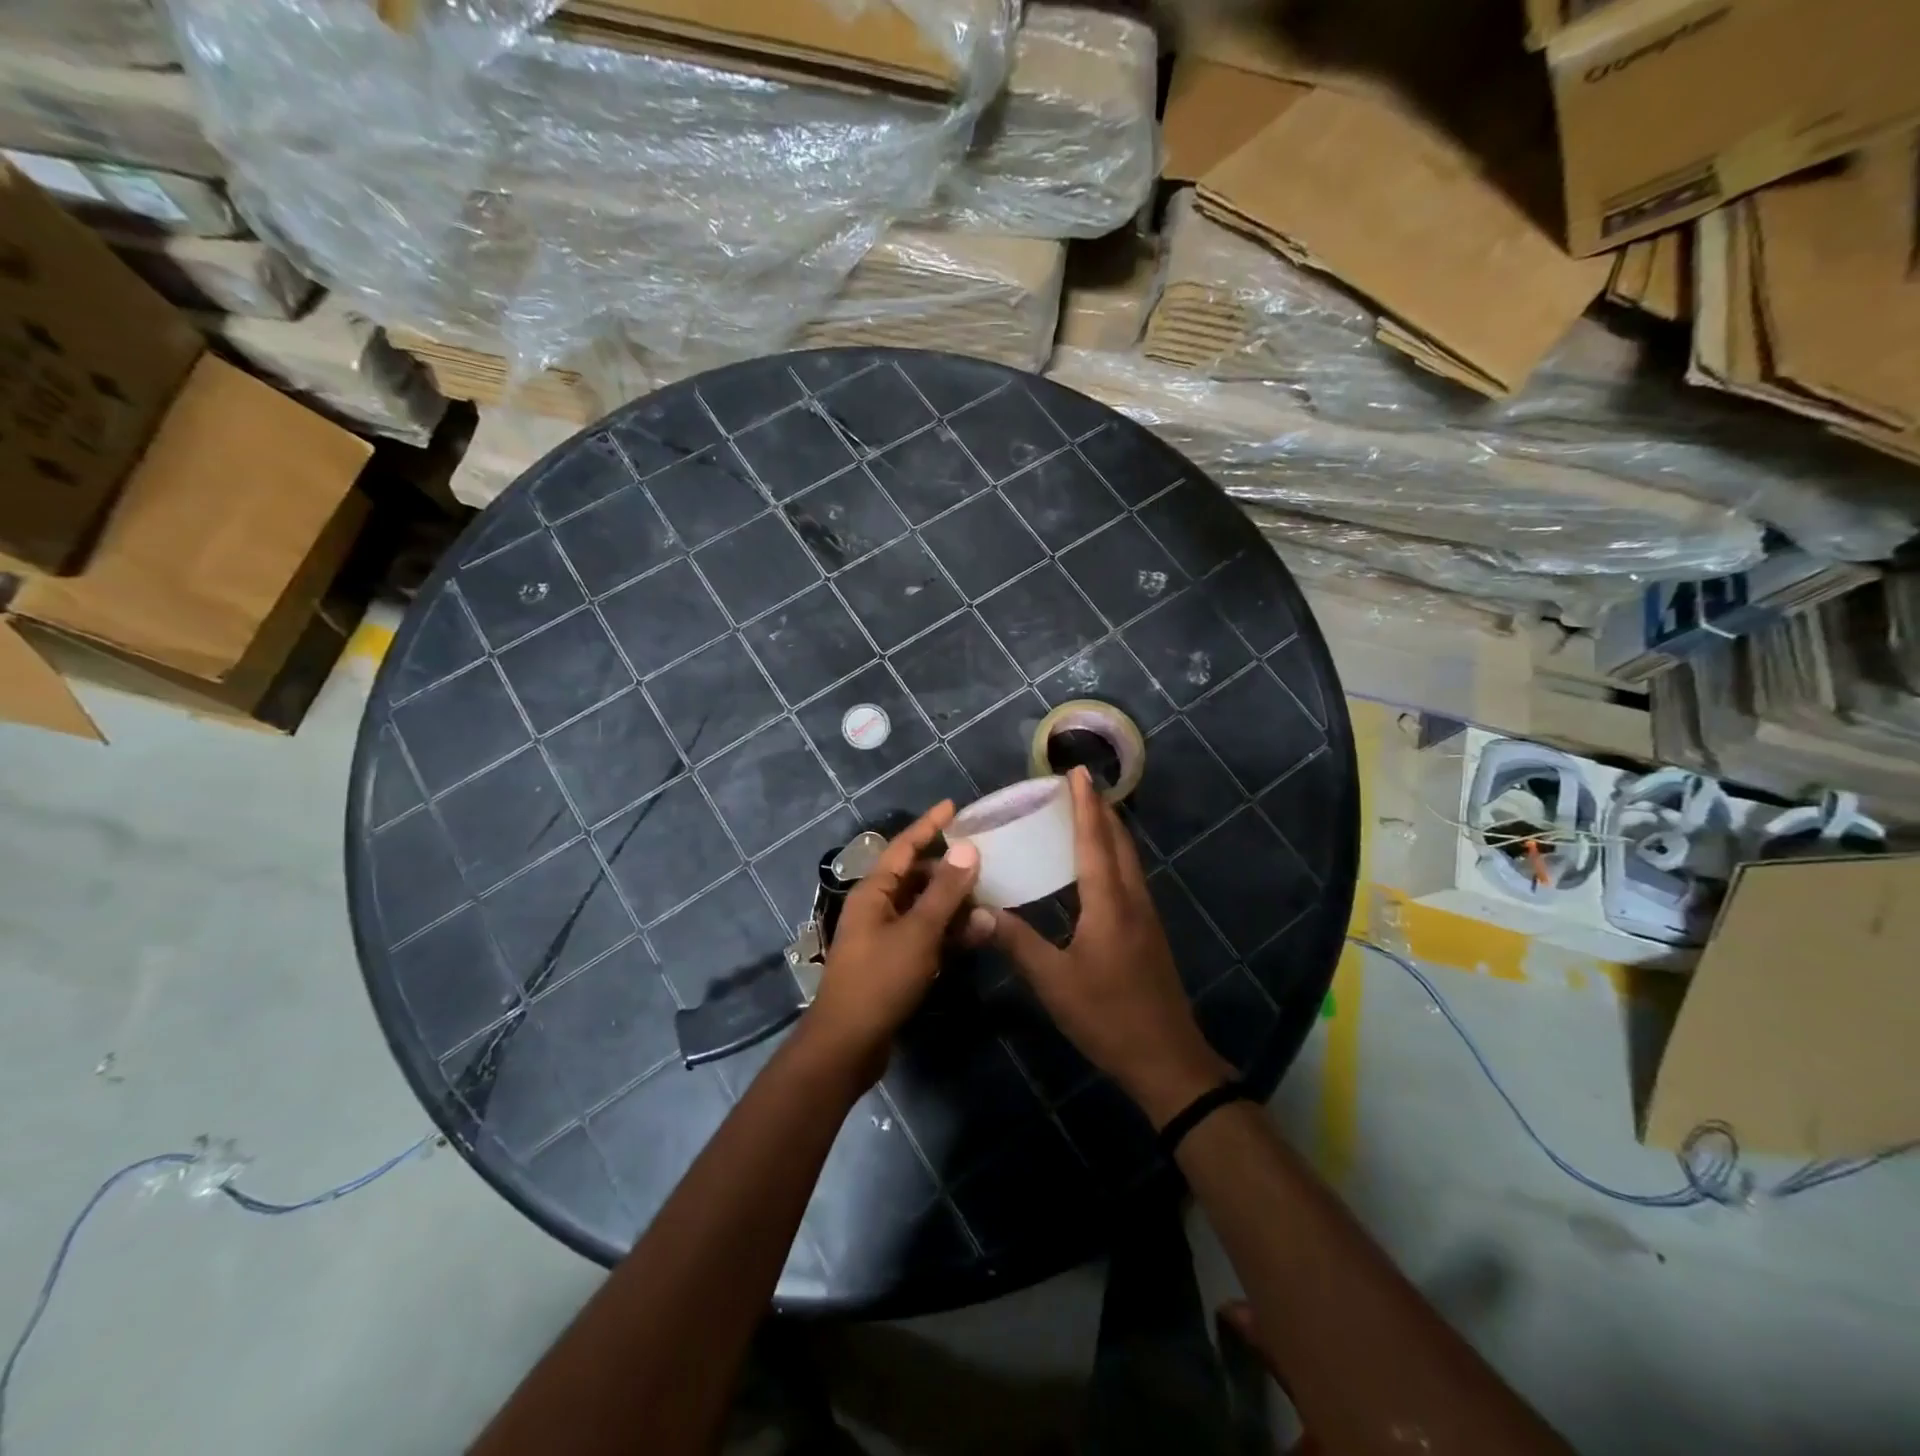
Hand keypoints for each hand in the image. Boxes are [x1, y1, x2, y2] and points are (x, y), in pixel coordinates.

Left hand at [805, 802, 989, 1085]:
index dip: (929, 825)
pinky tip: (980, 933)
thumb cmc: (879, 980)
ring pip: (926, 908)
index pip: (904, 846)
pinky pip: (927, 936)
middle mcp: (878, 907)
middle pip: (917, 877)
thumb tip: (967, 849)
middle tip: (987, 862)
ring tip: (992, 898)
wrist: (848, 1044)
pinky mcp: (896, 963)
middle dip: (951, 870)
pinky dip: (950, 932)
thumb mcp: (917, 932)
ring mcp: (886, 936)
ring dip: (956, 904)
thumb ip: (944, 892)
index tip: (953, 806)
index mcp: (874, 891)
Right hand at [989, 768, 1232, 1127]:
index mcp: (1109, 904)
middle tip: (1077, 786)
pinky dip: (1112, 857)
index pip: (1095, 842)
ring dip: (1109, 831)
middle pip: (1119, 842)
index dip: (1085, 806)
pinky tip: (1097, 867)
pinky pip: (1129, 878)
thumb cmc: (1107, 1016)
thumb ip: (1018, 942)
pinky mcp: (1148, 932)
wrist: (1166, 1059)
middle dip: (1100, 810)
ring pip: (1128, 859)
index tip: (1078, 773)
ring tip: (1086, 814)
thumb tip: (980, 911)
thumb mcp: (1054, 982)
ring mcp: (1145, 916)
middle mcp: (1131, 900)